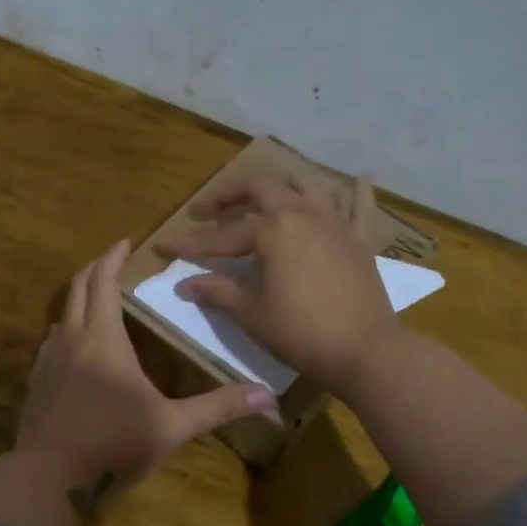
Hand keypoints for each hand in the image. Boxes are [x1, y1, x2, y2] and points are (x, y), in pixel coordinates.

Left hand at [16, 241, 276, 507]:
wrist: (49, 479)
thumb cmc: (113, 444)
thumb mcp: (171, 426)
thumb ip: (217, 407)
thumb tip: (266, 395)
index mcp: (103, 339)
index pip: (103, 282)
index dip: (113, 258)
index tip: (125, 242)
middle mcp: (71, 340)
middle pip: (77, 289)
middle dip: (94, 269)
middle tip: (112, 260)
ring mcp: (47, 362)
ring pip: (61, 315)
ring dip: (79, 300)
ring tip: (98, 303)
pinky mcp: (35, 384)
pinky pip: (51, 343)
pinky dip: (67, 331)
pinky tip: (76, 351)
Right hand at [157, 169, 399, 395]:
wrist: (363, 351)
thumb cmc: (300, 332)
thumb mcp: (250, 313)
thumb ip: (216, 292)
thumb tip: (184, 284)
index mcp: (272, 229)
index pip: (221, 236)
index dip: (189, 243)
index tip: (163, 247)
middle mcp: (303, 213)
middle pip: (261, 188)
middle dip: (229, 195)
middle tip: (207, 210)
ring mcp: (336, 223)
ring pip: (309, 184)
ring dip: (283, 179)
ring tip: (265, 187)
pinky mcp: (361, 241)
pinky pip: (362, 207)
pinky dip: (360, 190)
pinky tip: (362, 175)